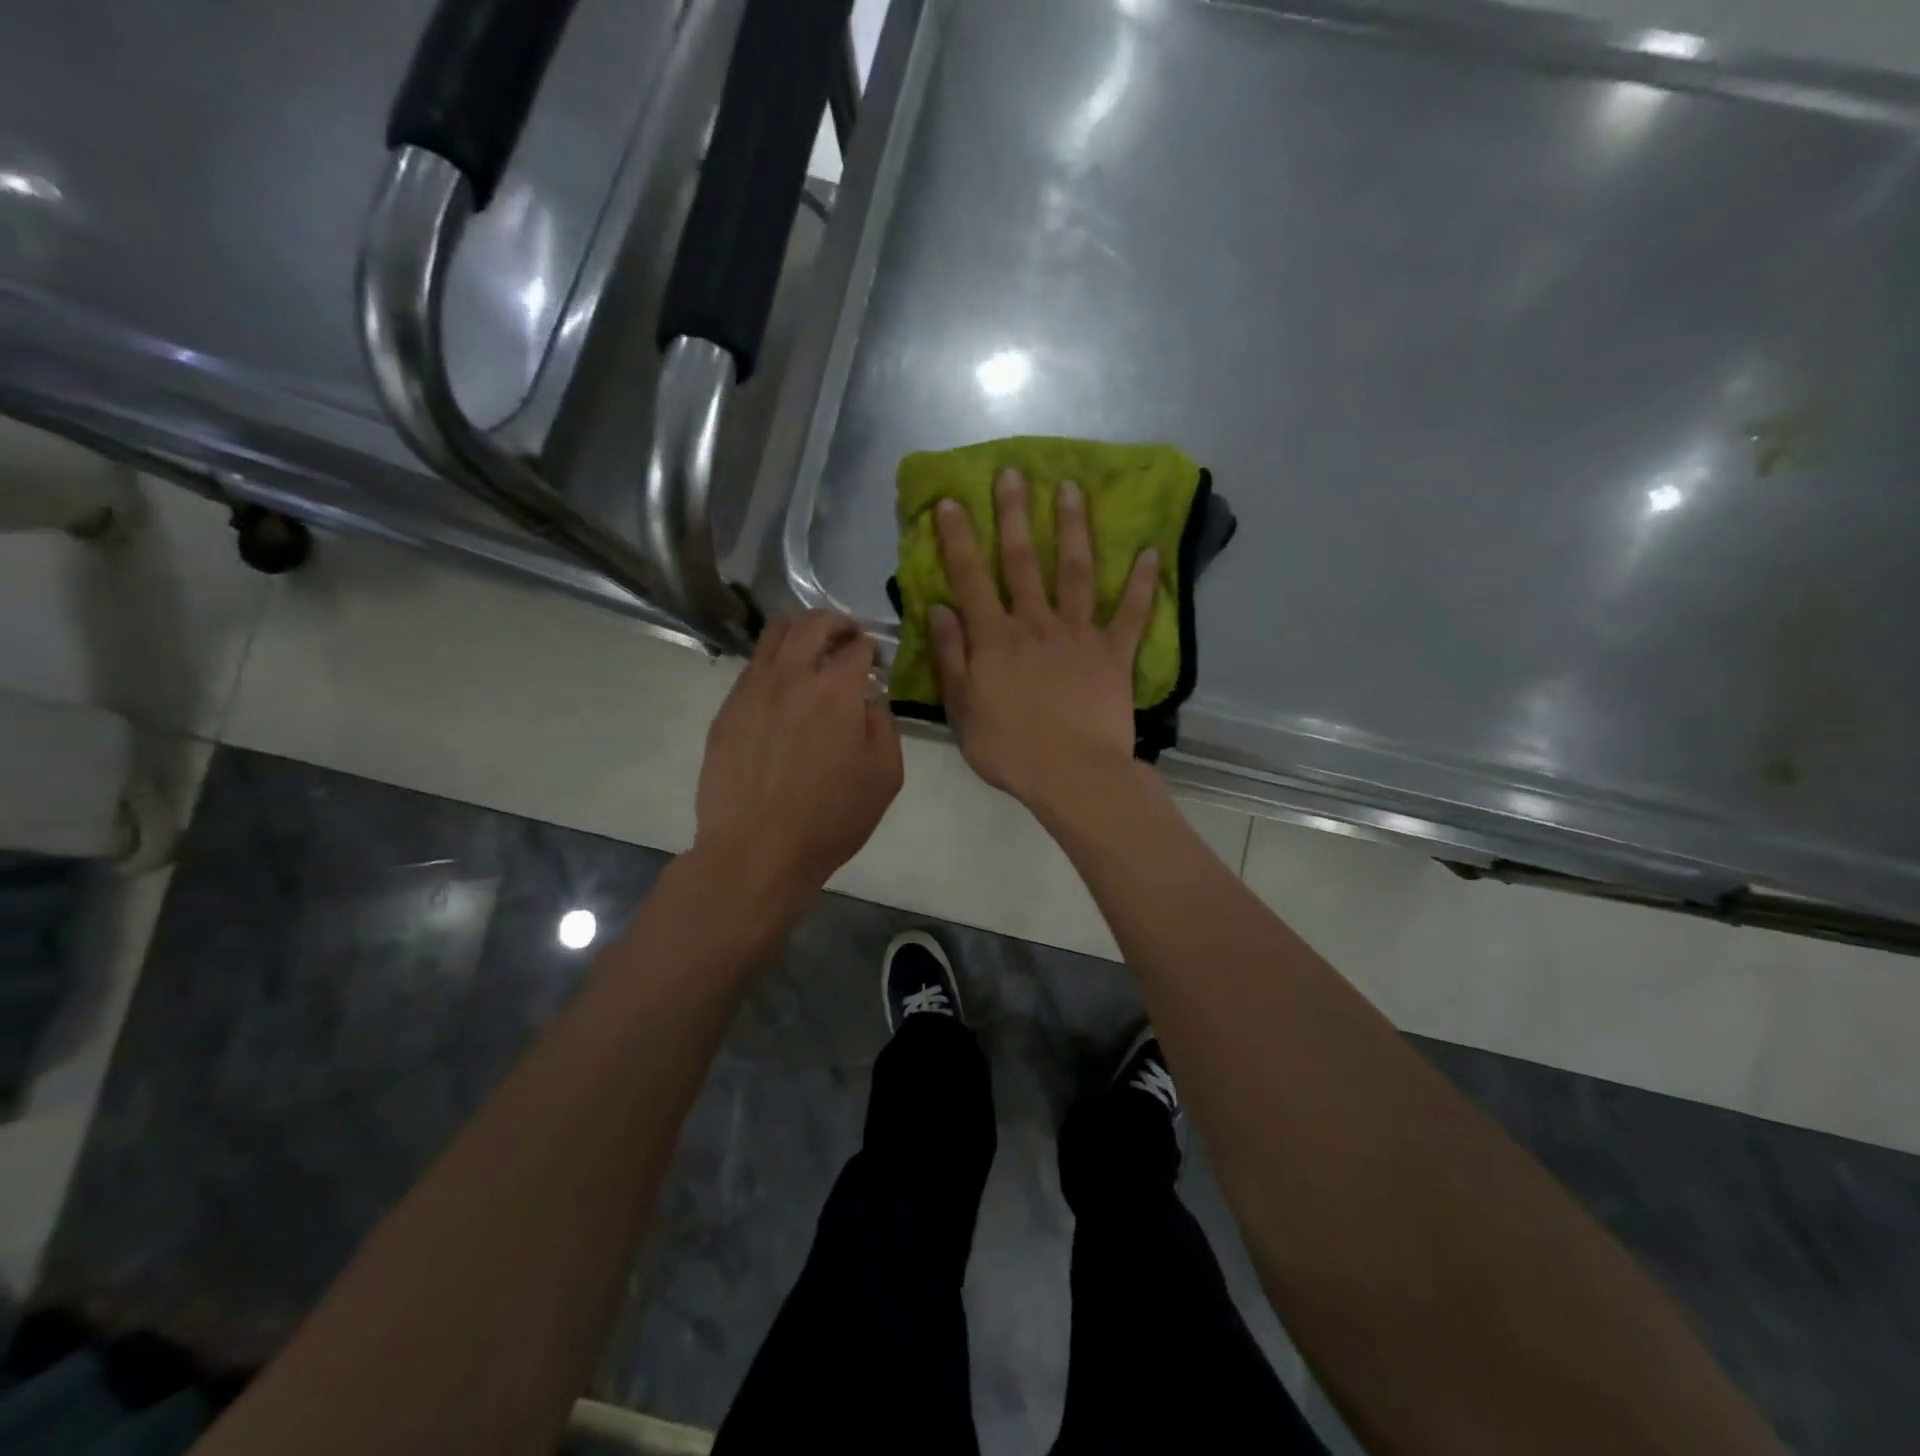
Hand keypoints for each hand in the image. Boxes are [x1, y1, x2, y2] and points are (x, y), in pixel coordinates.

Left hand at [696, 611, 903, 898]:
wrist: (757, 850)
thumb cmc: (830, 819)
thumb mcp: (885, 776)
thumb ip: (884, 725)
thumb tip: (870, 700)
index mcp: (836, 690)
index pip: (857, 646)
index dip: (871, 649)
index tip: (875, 663)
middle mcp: (792, 676)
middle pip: (812, 623)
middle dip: (836, 622)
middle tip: (848, 637)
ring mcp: (753, 690)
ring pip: (774, 635)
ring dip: (801, 633)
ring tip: (812, 651)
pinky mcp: (727, 709)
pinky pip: (752, 667)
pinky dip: (774, 663)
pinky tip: (782, 690)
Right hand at [930, 469, 1157, 821]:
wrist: (1072, 774)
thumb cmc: (1009, 748)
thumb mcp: (962, 709)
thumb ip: (951, 656)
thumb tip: (940, 608)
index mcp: (995, 639)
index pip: (971, 579)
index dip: (958, 538)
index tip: (950, 501)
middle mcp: (1036, 624)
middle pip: (1024, 562)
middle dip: (1016, 515)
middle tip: (1014, 472)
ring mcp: (1079, 635)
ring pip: (1077, 573)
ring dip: (1074, 529)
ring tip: (1073, 489)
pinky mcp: (1115, 654)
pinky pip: (1132, 614)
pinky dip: (1143, 584)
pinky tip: (1151, 552)